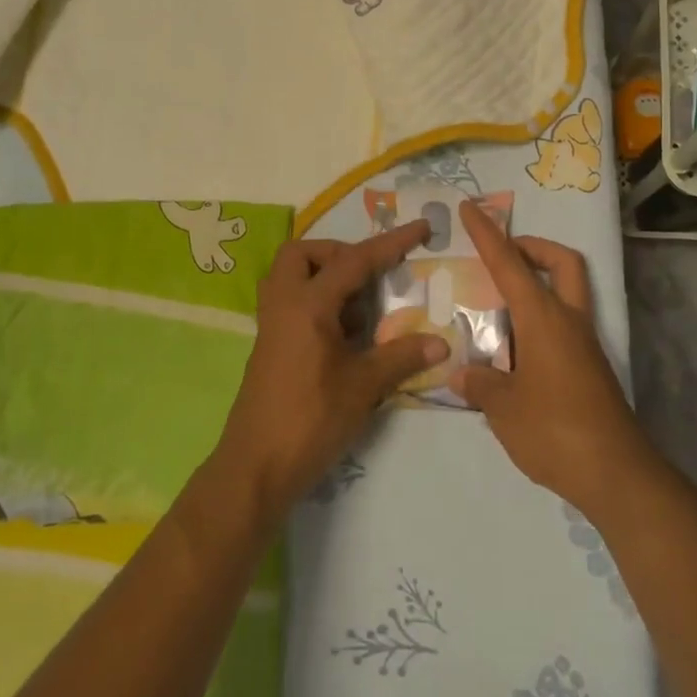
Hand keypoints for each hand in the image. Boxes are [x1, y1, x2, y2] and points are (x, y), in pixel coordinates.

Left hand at [214, 221, 447, 521]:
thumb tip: (441, 342)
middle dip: (338, 254)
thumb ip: (401, 357)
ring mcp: (272, 326)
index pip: (355, 261)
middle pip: (302, 255)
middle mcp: (284, 304)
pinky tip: (346, 336)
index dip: (391, 243)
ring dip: (325, 278)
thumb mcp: (363, 387)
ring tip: (361, 308)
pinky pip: (292, 304)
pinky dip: (319, 304)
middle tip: (369, 276)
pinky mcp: (270, 347)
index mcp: (308, 304)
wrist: (255, 468)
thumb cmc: (310, 420)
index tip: (420, 228)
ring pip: (291, 278)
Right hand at [453, 201, 652, 518]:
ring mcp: (585, 343)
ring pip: (568, 290)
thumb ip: (481, 384)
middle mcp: (568, 320)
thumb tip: (463, 373)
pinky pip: (565, 322)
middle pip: (562, 262)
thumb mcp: (503, 409)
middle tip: (503, 255)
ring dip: (539, 282)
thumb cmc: (555, 431)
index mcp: (544, 318)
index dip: (487, 234)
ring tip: (498, 306)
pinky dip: (541, 317)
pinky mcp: (591, 367)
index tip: (470, 208)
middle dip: (533, 246)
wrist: (617, 474)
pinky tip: (515, 349)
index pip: (509, 263)